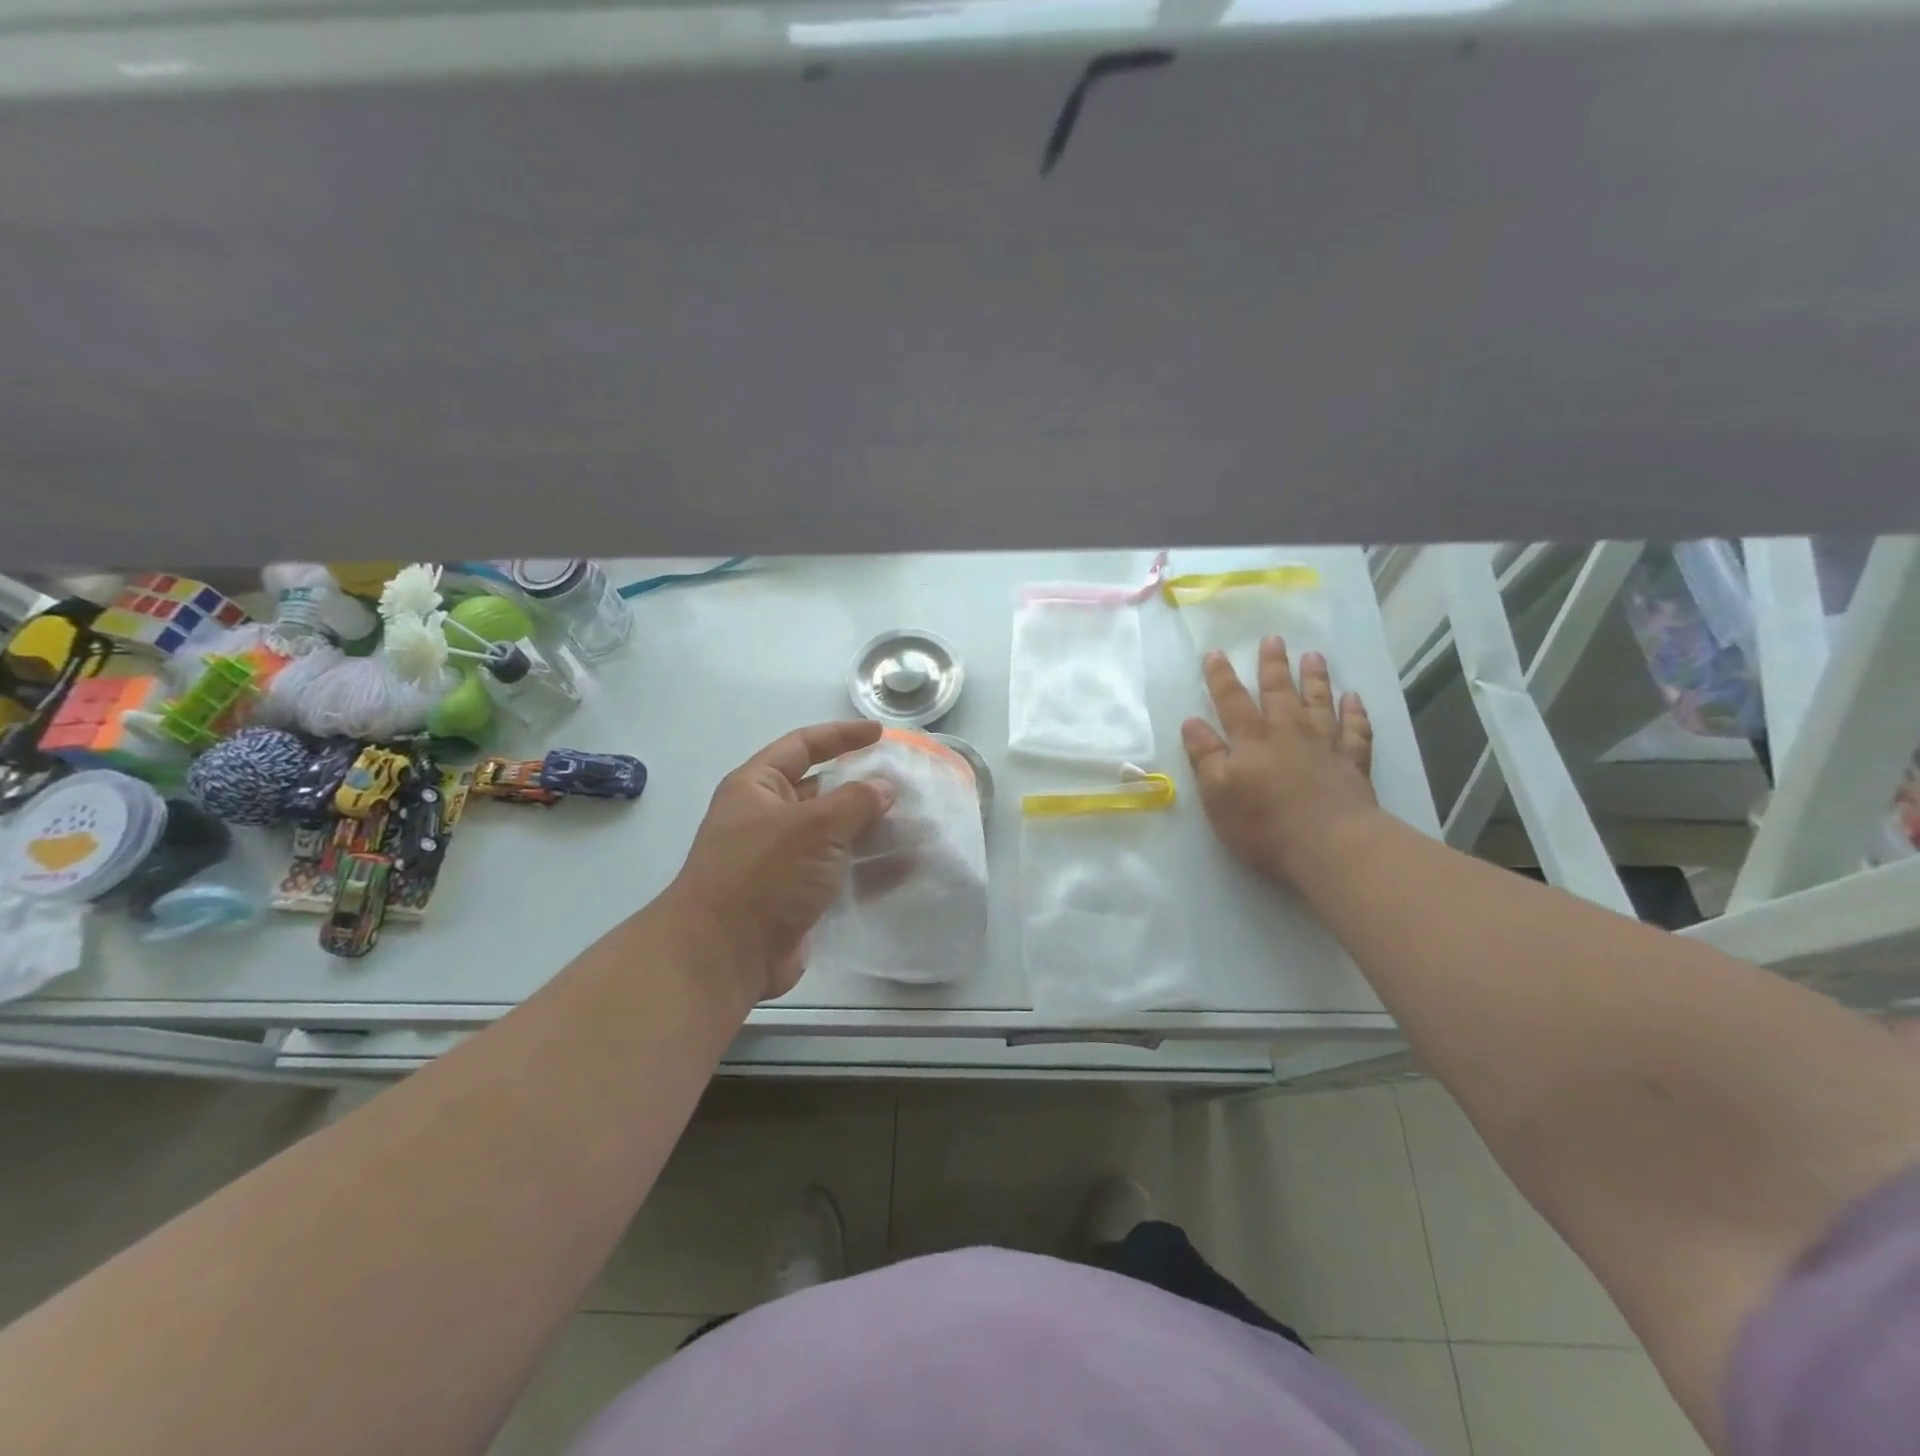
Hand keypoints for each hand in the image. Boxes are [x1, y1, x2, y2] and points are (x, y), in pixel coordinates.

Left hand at [664, 721, 893, 1006]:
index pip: (802, 746)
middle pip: (822, 792)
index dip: (840, 736)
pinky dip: (869, 869)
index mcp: (757, 788)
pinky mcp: (797, 896)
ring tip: (916, 828)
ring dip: (873, 832)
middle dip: (863, 789)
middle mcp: (767, 819)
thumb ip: (855, 800)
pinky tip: (905, 869)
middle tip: (907, 788)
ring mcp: (782, 860)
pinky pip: (839, 873)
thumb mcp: (813, 826)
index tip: (880, 735)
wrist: (724, 955)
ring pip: (835, 835)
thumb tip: (884, 789)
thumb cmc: (763, 874)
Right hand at [1181, 639, 1378, 883]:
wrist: (1330, 844)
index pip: (1231, 700)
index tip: (1216, 653)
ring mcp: (1325, 745)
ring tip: (1314, 656)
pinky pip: (1356, 729)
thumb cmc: (1263, 823)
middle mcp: (1288, 732)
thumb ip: (1204, 755)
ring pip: (1319, 702)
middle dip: (1273, 665)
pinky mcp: (1353, 762)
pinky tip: (1354, 698)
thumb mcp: (1217, 793)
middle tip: (1273, 639)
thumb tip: (1191, 722)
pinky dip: (1355, 712)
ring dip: (1315, 678)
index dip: (1221, 677)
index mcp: (1251, 739)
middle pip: (1278, 691)